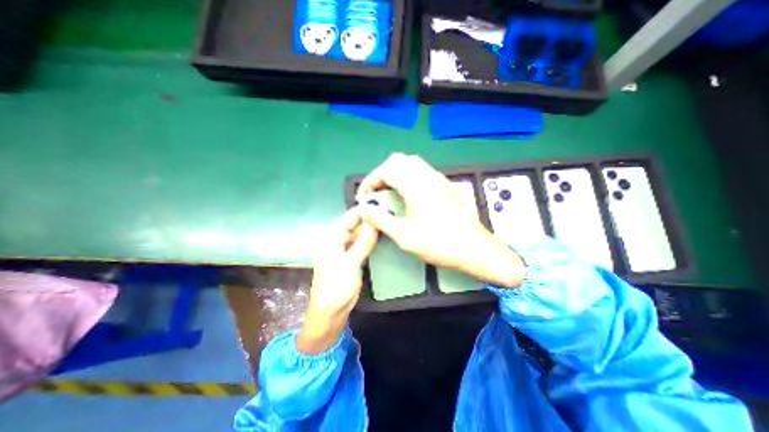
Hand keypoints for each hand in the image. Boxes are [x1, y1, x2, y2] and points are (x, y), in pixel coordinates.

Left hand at [296, 209, 377, 353]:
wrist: (330, 313)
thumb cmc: (336, 288)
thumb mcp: (351, 264)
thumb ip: (363, 243)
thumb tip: (375, 222)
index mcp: (332, 239)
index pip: (349, 218)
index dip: (364, 211)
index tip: (382, 205)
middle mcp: (338, 241)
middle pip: (355, 225)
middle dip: (370, 220)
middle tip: (389, 214)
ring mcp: (345, 250)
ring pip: (360, 235)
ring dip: (371, 230)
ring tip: (389, 223)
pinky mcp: (351, 259)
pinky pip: (362, 245)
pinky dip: (370, 241)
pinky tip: (382, 237)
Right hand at [358, 153, 526, 287]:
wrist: (474, 249)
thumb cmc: (439, 243)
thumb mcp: (404, 235)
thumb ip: (380, 219)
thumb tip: (362, 210)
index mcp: (416, 184)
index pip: (385, 170)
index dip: (370, 181)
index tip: (363, 198)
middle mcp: (427, 176)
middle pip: (398, 161)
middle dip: (382, 174)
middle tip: (376, 194)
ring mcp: (438, 179)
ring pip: (411, 164)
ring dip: (396, 175)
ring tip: (390, 195)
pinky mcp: (445, 186)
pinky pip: (422, 172)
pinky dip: (408, 178)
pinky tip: (408, 197)